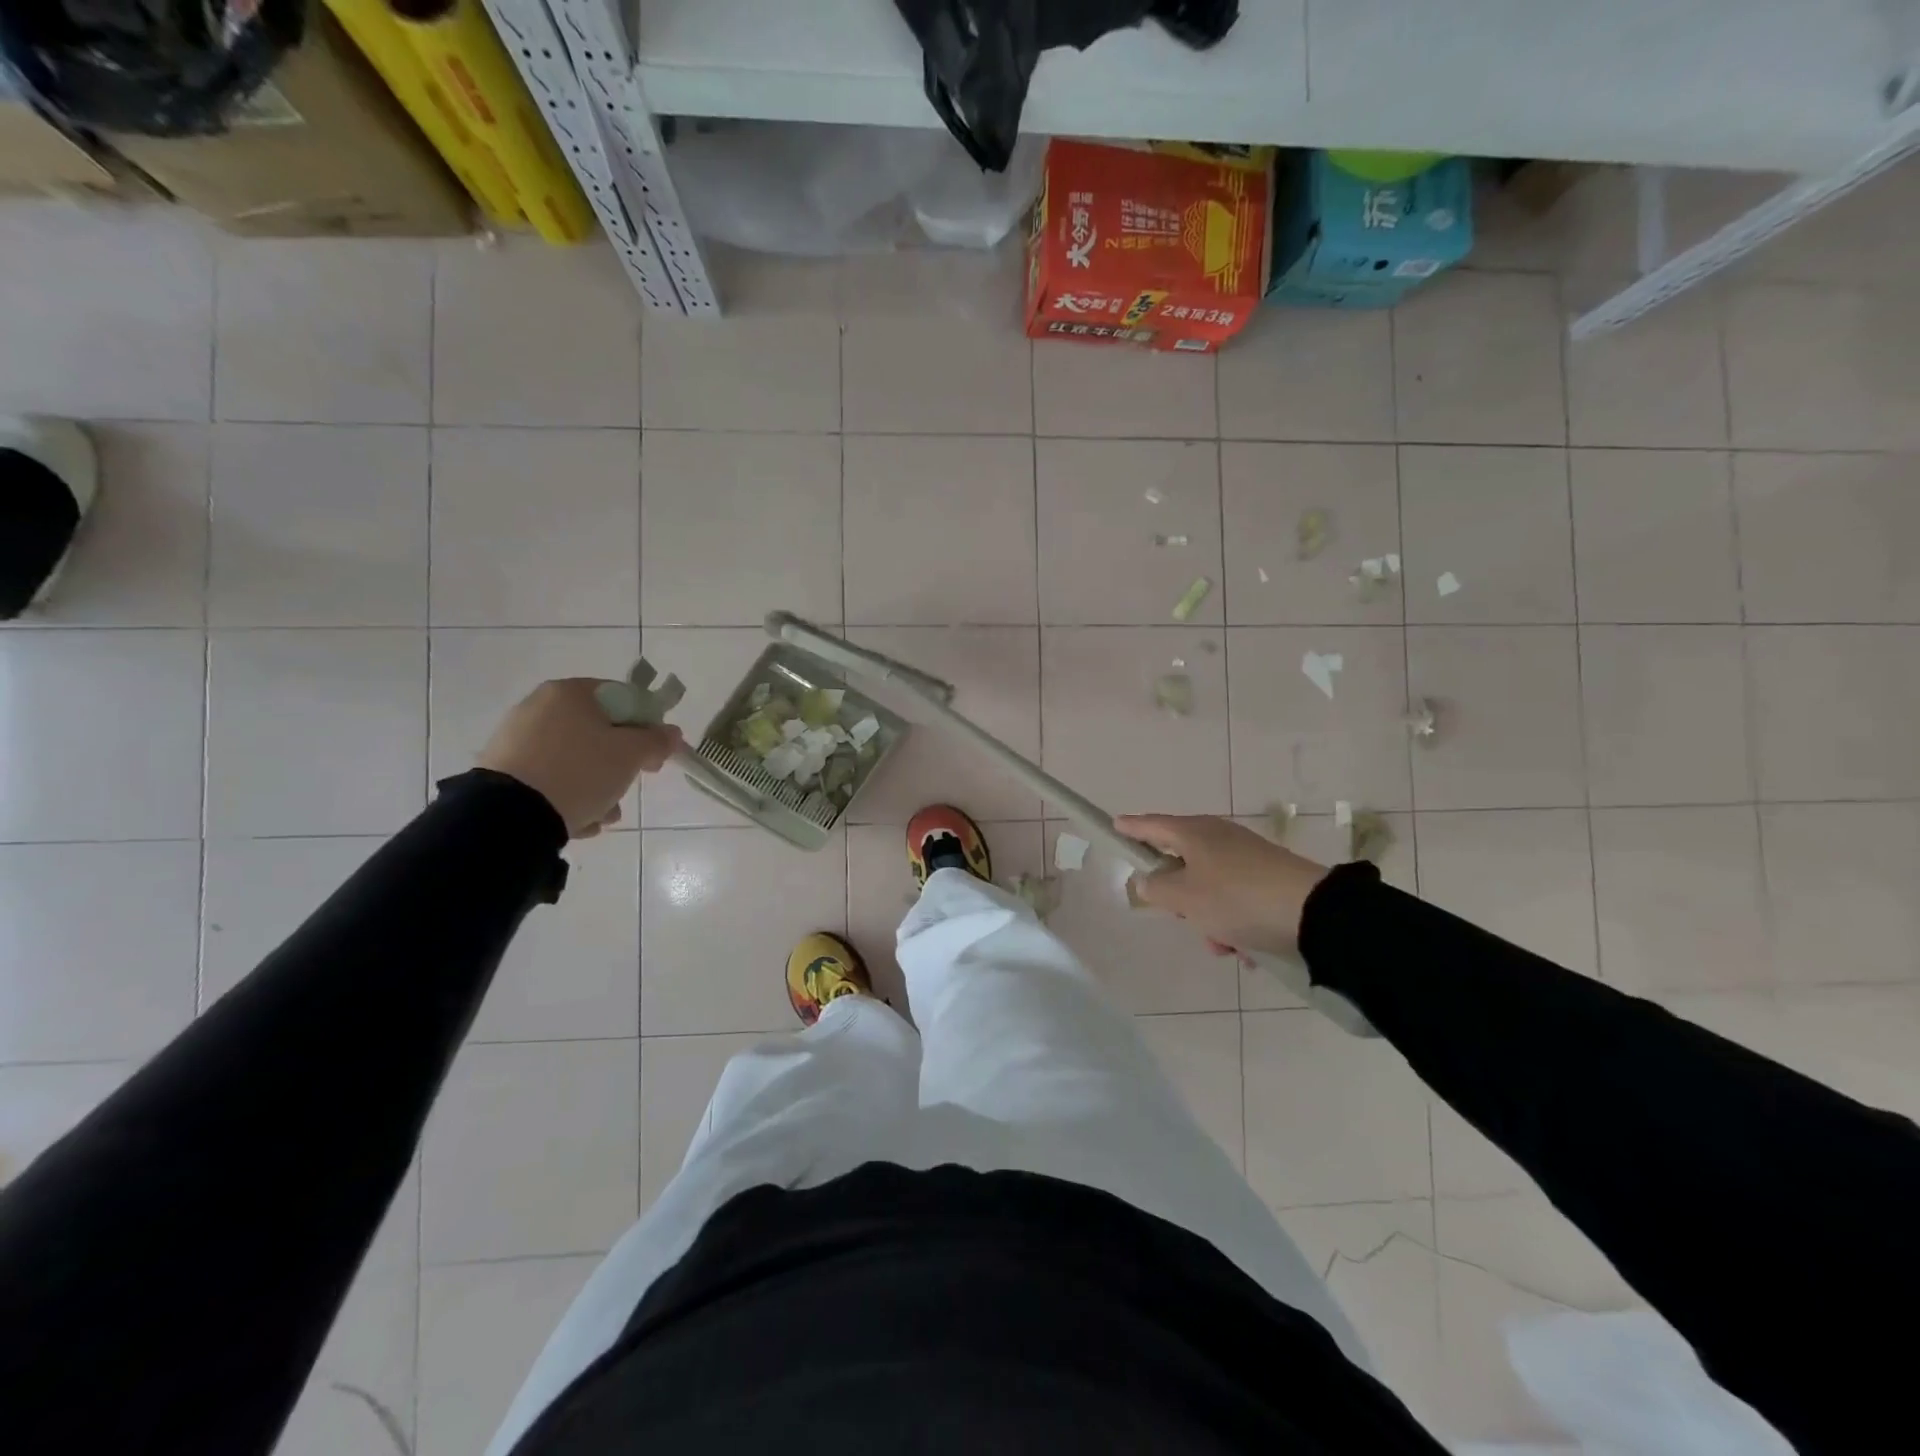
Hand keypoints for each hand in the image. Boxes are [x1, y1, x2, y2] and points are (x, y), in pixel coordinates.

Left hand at [477, 678, 681, 837]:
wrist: (510, 816)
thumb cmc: (580, 772)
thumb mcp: (630, 755)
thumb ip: (656, 740)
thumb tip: (671, 733)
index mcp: (570, 693)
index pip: (622, 698)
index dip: (647, 725)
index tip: (654, 754)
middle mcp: (539, 707)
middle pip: (598, 732)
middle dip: (620, 763)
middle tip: (630, 784)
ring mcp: (517, 739)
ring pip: (576, 759)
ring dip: (597, 786)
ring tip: (603, 815)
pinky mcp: (503, 770)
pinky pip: (550, 778)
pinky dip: (568, 796)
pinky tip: (577, 820)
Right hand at [1116, 814, 1330, 958]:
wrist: (1315, 915)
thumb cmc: (1236, 899)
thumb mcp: (1185, 898)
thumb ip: (1157, 888)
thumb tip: (1148, 880)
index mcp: (1194, 833)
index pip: (1152, 825)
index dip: (1131, 827)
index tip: (1114, 825)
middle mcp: (1219, 838)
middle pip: (1181, 863)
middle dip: (1179, 898)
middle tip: (1181, 916)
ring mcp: (1247, 858)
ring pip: (1210, 890)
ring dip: (1209, 920)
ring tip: (1224, 946)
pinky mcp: (1270, 879)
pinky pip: (1237, 902)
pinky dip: (1235, 924)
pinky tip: (1246, 950)